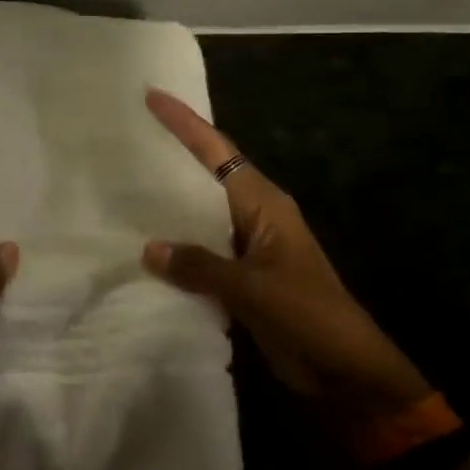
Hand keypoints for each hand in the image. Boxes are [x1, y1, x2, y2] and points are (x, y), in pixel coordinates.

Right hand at [141, 90, 432, 430]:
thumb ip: (200, 266)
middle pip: (206, 174)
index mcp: (264, 204)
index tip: (152, 96)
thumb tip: (148, 249)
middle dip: (171, 154)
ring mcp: (248, 246)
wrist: (347, 373)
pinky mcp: (242, 275)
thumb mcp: (254, 289)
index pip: (218, 152)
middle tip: (126, 136)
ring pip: (200, 212)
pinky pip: (201, 248)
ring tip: (122, 185)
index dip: (185, 123)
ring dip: (168, 202)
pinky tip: (144, 247)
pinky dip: (176, 244)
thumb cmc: (308, 317)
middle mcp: (254, 215)